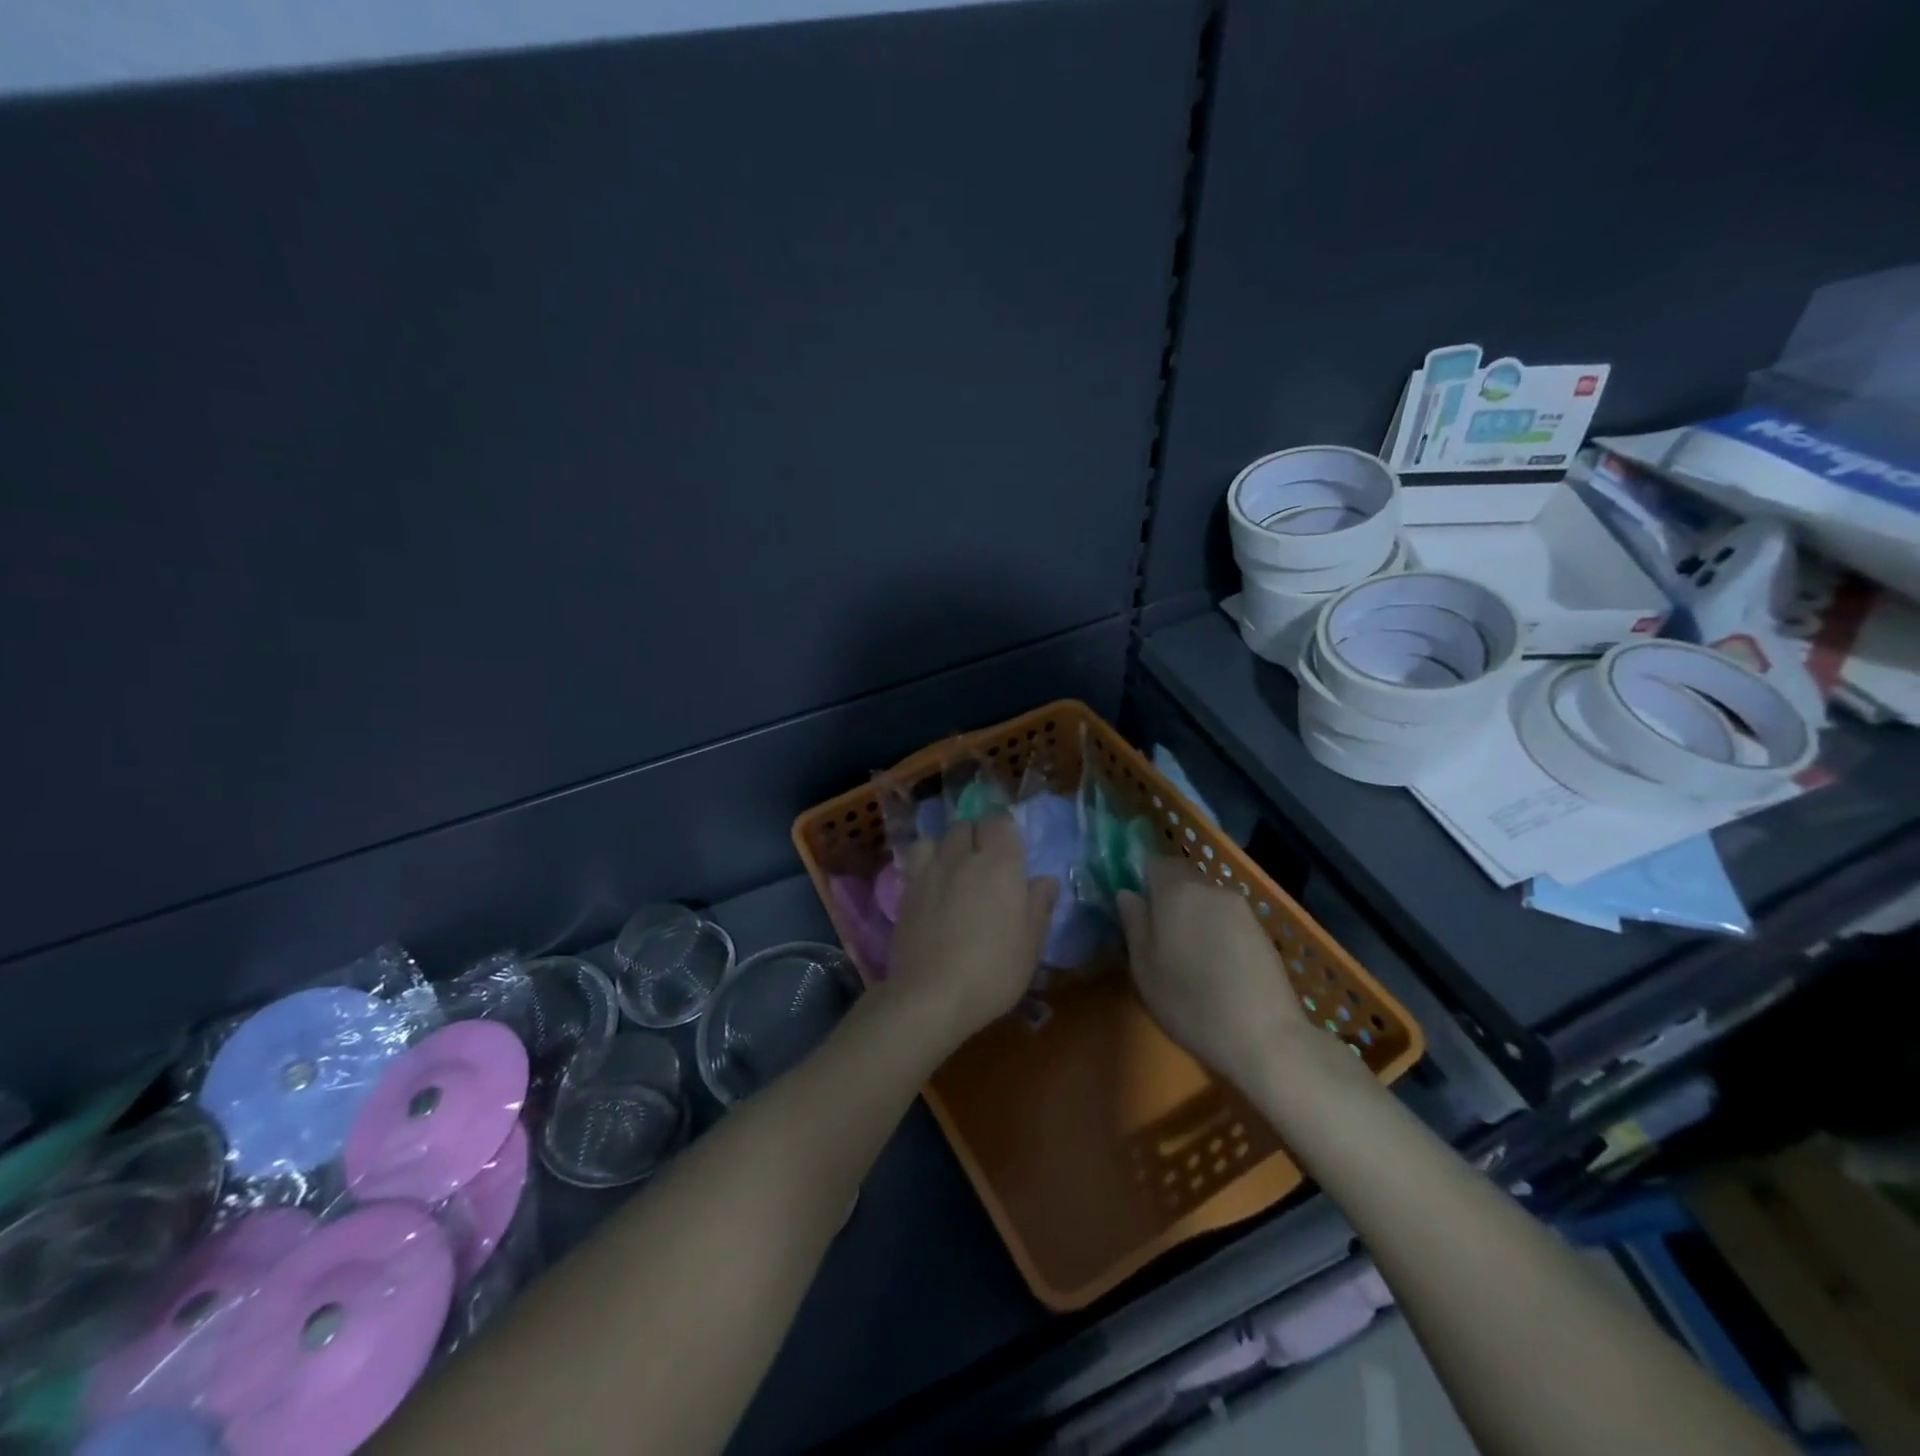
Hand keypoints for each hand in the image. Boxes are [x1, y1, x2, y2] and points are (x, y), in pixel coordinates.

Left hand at [886, 812, 1058, 1045]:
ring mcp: (929, 871)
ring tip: (955, 868)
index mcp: (1000, 865)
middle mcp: (962, 857)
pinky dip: (925, 861)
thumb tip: (1045, 880)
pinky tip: (931, 883)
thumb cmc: (992, 971)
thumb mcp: (1031, 945)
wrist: (931, 996)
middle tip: (987, 862)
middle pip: (967, 825)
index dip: (1006, 831)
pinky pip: (915, 859)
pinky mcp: (906, 890)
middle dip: (978, 835)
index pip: (1000, 822)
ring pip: (937, 837)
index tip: (1013, 850)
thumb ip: (1039, 905)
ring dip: (948, 845)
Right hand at [1118, 858, 1308, 1092]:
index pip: (1154, 862)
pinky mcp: (1262, 930)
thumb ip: (1134, 922)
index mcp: (1177, 889)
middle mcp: (1211, 888)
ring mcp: (1242, 908)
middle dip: (1168, 896)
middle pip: (1183, 877)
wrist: (1265, 1036)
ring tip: (1186, 953)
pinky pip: (1227, 917)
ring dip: (1193, 914)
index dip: (1142, 880)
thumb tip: (1127, 893)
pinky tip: (1215, 964)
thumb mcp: (1144, 966)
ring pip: (1206, 898)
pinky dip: (1216, 930)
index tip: (1136, 909)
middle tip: (1157, 934)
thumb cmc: (1190, 1000)